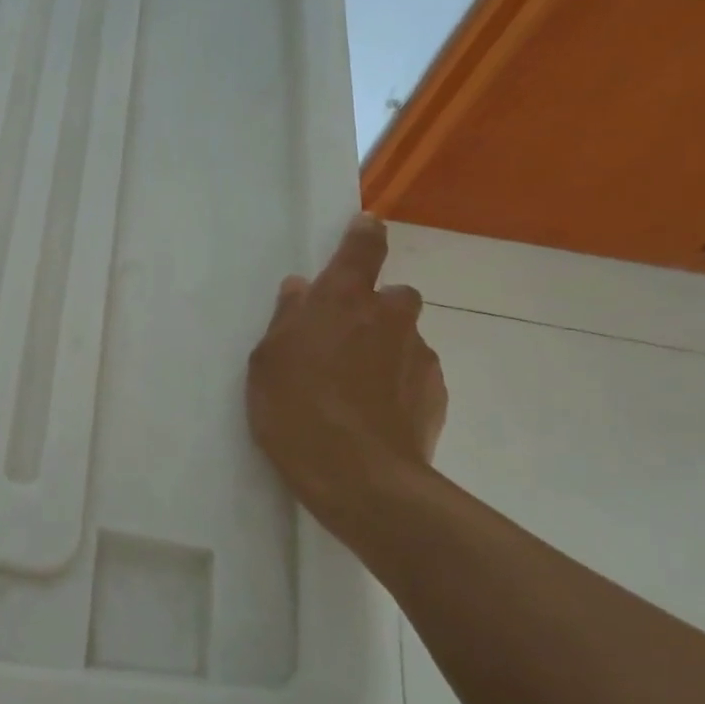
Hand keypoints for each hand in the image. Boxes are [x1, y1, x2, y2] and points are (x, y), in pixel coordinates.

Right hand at [246, 213, 446, 537]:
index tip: (364, 227)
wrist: (358, 476)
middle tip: (345, 340)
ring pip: (405, 337)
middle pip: (394, 295)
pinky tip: (376, 414)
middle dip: (376, 308)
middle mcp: (388, 316)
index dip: (364, 234)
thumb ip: (286, 319)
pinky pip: (416, 374)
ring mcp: (419, 354)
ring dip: (386, 349)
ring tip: (356, 389)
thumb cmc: (295, 409)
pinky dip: (399, 383)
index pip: (363, 247)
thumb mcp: (267, 361)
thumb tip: (300, 288)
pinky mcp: (437, 392)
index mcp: (342, 299)